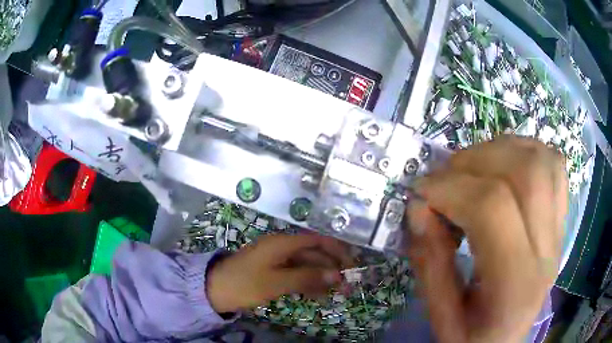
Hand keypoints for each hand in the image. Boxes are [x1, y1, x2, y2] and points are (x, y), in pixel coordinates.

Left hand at [206, 233, 352, 312]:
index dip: (336, 250)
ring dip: (322, 278)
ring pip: (306, 266)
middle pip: (313, 254)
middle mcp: (282, 248)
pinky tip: (319, 294)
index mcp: (282, 243)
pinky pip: (296, 275)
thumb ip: (307, 277)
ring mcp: (277, 261)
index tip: (352, 264)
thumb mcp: (276, 281)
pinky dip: (308, 283)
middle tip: (348, 286)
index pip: (317, 240)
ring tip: (338, 293)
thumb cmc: (244, 283)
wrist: (214, 290)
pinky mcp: (272, 272)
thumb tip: (337, 275)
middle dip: (332, 268)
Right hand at [407, 136, 566, 342]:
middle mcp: (547, 250)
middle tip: (445, 177)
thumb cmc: (472, 338)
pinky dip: (527, 152)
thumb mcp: (441, 315)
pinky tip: (506, 166)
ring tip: (473, 168)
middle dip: (475, 161)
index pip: (492, 209)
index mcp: (516, 284)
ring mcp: (559, 231)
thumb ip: (430, 262)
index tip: (420, 192)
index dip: (451, 189)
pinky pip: (554, 165)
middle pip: (525, 172)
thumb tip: (419, 207)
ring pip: (542, 160)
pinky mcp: (560, 221)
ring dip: (501, 150)